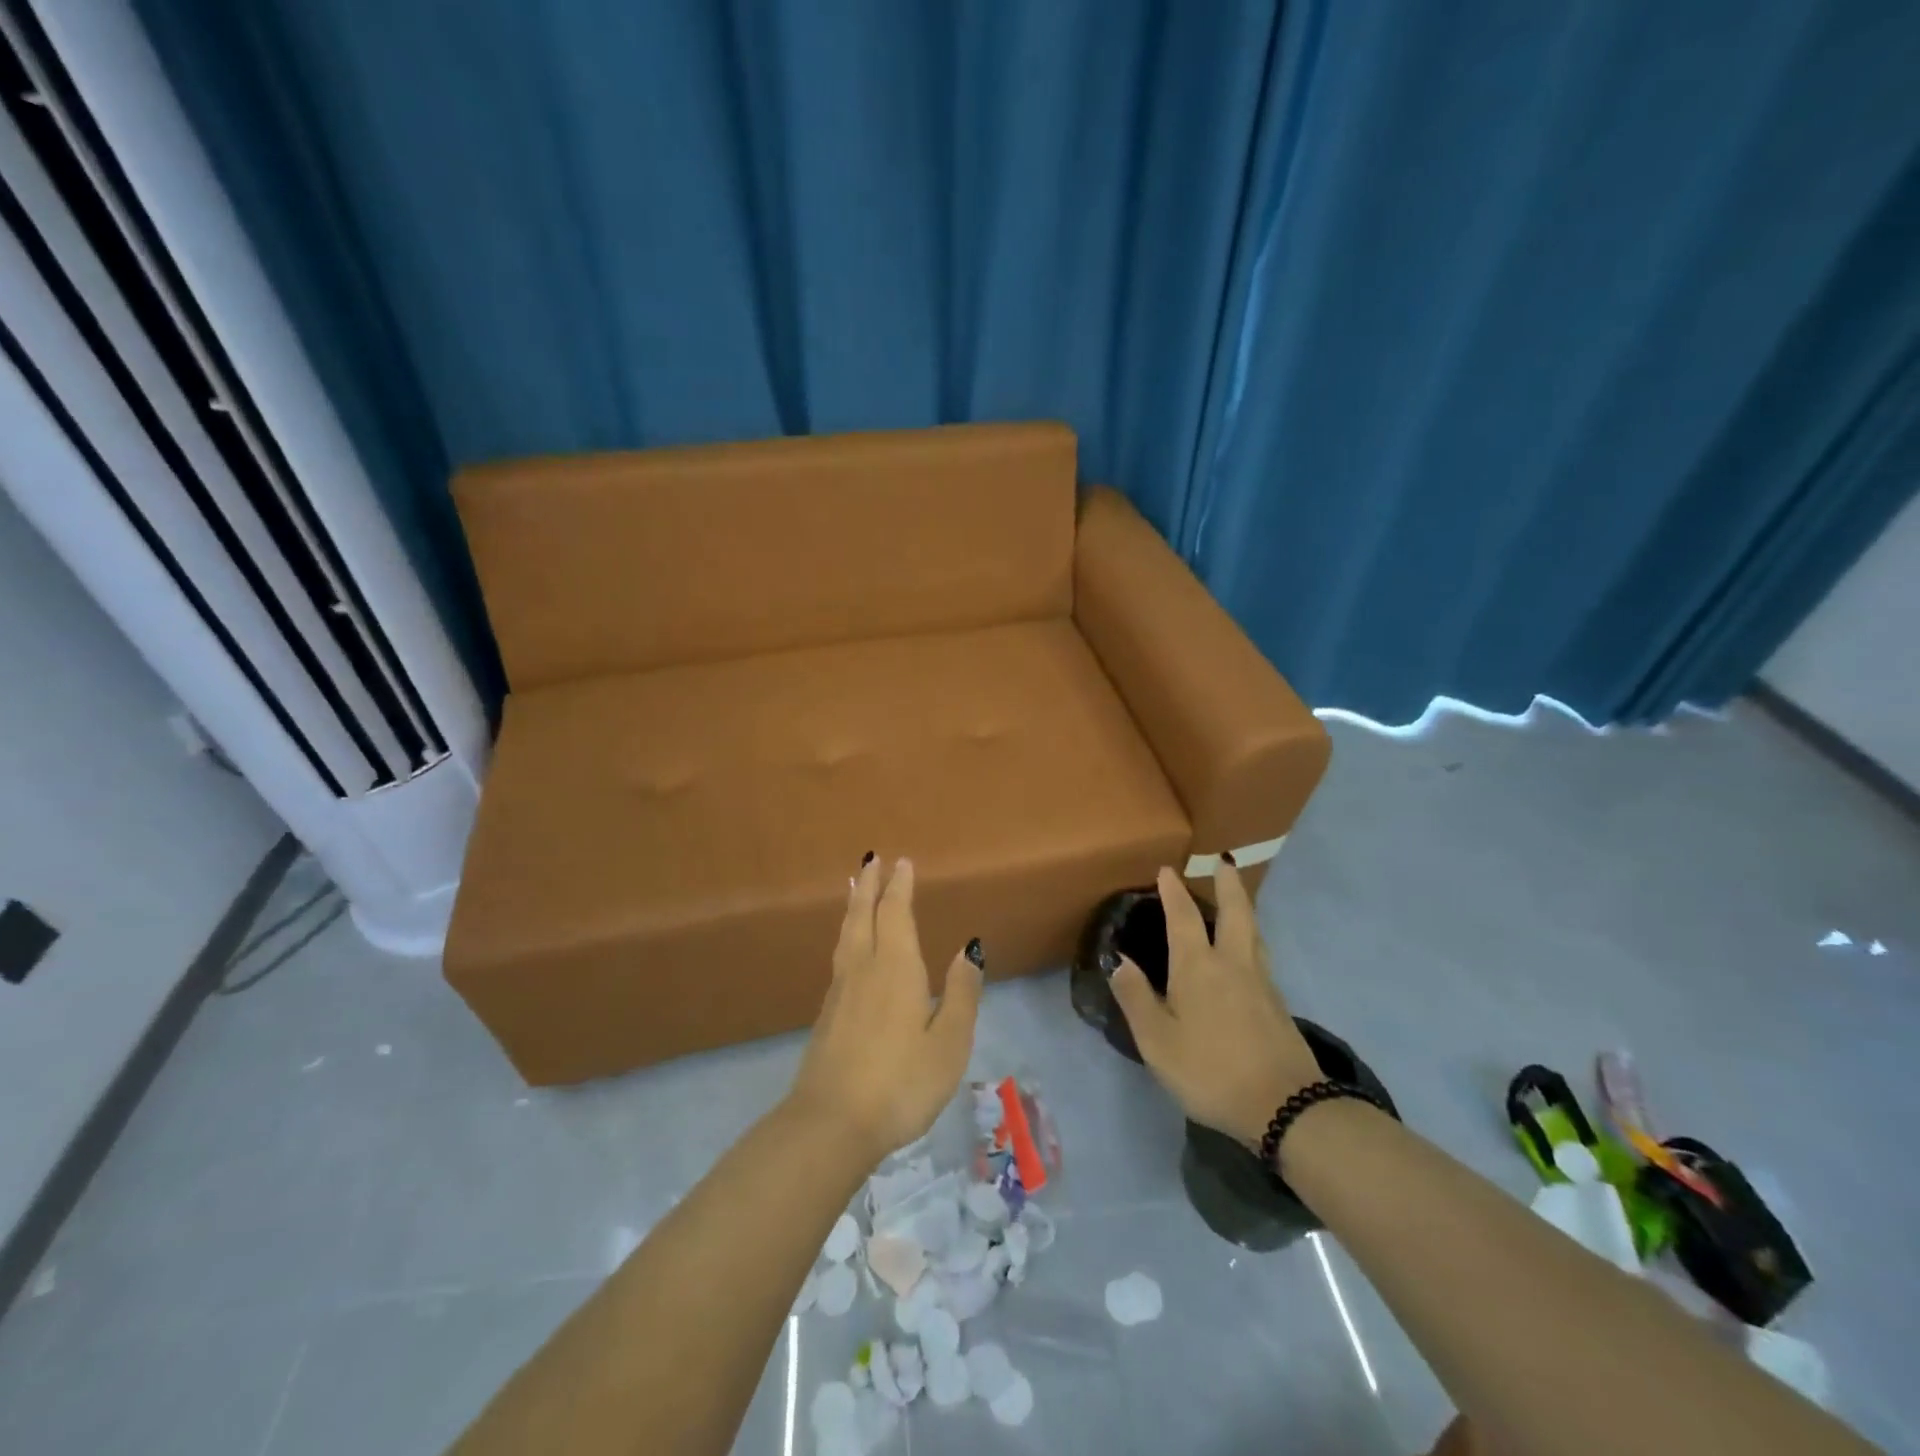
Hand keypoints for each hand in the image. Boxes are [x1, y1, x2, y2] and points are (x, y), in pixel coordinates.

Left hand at [790, 856, 983, 1160]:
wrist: (831, 1124)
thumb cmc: (901, 1083)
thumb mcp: (948, 1043)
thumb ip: (961, 993)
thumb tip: (969, 948)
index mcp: (896, 969)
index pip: (896, 914)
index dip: (900, 887)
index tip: (901, 862)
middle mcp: (864, 969)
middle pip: (863, 915)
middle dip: (869, 885)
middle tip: (871, 859)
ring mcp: (840, 992)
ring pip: (847, 934)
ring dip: (854, 906)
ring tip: (855, 889)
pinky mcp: (827, 1015)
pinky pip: (840, 956)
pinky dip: (847, 934)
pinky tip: (850, 947)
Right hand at [1109, 863, 1321, 1147]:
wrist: (1286, 1107)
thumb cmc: (1210, 1070)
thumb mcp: (1158, 1041)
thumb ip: (1136, 998)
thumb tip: (1119, 959)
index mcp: (1198, 967)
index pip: (1184, 918)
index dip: (1174, 893)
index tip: (1168, 870)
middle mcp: (1233, 964)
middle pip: (1235, 912)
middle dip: (1228, 884)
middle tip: (1224, 862)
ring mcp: (1262, 983)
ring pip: (1253, 933)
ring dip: (1244, 908)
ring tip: (1237, 899)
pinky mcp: (1279, 1005)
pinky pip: (1261, 956)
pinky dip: (1252, 938)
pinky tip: (1249, 953)